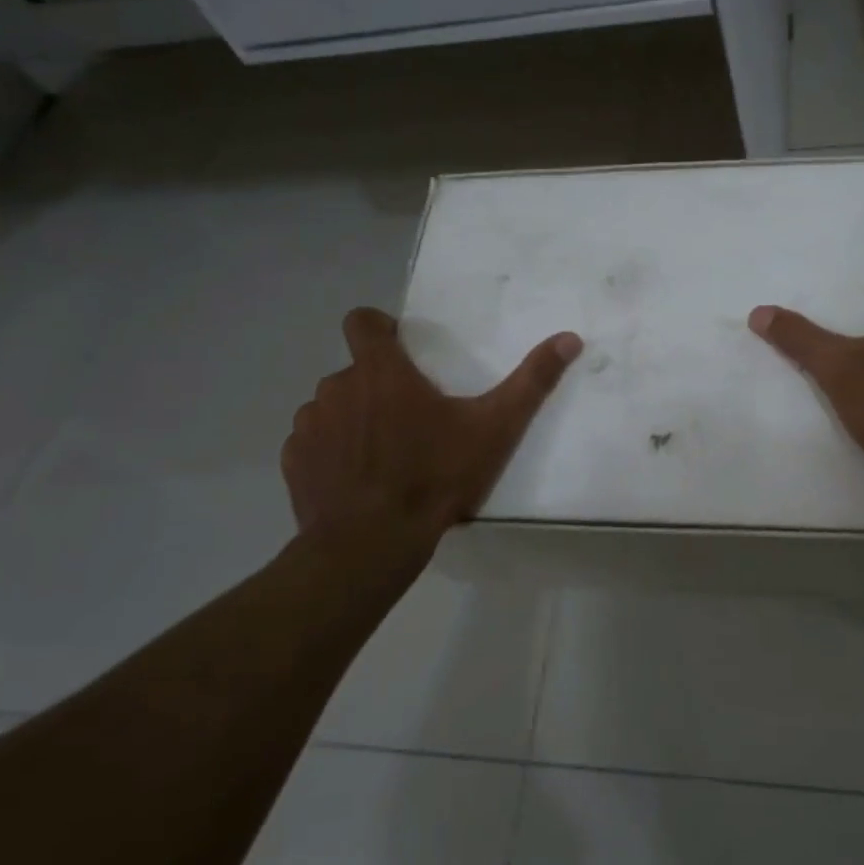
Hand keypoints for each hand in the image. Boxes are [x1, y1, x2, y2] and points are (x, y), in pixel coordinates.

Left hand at [282, 308, 581, 547]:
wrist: (371, 543)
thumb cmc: (435, 476)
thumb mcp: (496, 428)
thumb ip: (532, 381)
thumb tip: (570, 338)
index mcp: (382, 372)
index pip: (362, 321)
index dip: (379, 327)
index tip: (401, 349)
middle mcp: (337, 387)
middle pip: (356, 370)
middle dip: (379, 386)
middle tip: (412, 419)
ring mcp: (310, 425)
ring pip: (333, 406)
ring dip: (354, 418)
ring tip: (385, 454)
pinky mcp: (293, 462)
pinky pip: (313, 442)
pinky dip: (333, 452)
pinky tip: (357, 481)